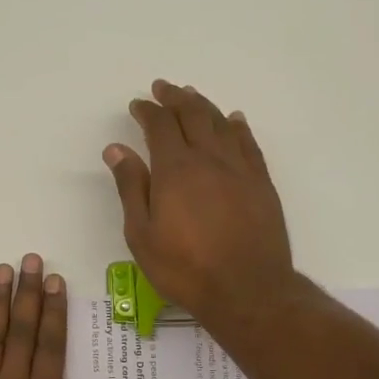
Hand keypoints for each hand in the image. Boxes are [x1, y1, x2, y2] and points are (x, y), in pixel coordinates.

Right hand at [103, 80, 295, 328]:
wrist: (247, 289)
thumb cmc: (185, 267)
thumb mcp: (142, 234)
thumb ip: (131, 187)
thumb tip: (116, 149)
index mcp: (175, 169)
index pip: (159, 126)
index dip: (148, 111)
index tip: (138, 105)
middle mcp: (209, 159)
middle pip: (192, 115)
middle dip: (175, 98)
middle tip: (164, 88)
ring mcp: (240, 169)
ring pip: (221, 124)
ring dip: (204, 106)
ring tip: (192, 96)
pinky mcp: (262, 183)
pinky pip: (249, 144)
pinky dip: (238, 127)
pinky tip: (234, 120)